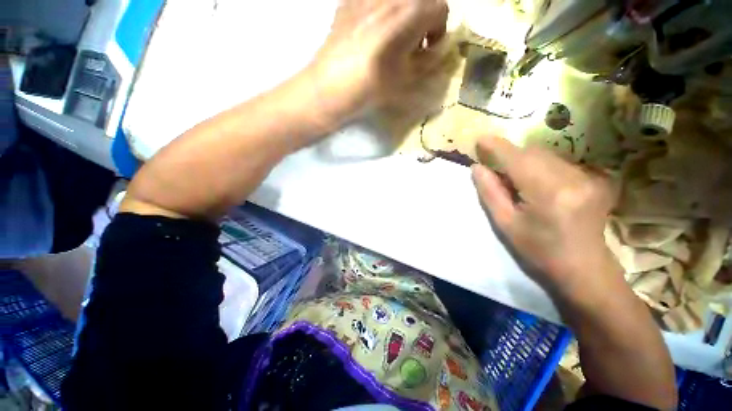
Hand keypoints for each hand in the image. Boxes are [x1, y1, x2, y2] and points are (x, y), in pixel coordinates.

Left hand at [307, 0, 448, 124]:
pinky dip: (380, 13)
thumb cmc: (371, 86)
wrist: (331, 86)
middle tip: (410, 45)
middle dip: (422, 21)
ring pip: (396, 0)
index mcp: (410, 12)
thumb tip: (435, 50)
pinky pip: (373, 1)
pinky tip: (369, 35)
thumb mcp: (406, 79)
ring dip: (402, 15)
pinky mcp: (348, 1)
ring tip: (389, 40)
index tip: (427, 49)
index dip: (438, 31)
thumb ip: (427, 61)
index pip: (440, 9)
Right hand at [471, 136, 620, 296]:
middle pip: (533, 153)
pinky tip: (539, 187)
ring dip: (526, 163)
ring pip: (546, 155)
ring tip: (519, 184)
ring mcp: (588, 177)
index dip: (497, 147)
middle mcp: (572, 178)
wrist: (584, 268)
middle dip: (511, 156)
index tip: (481, 139)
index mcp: (548, 193)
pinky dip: (541, 168)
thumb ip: (490, 193)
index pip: (518, 159)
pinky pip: (559, 162)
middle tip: (497, 172)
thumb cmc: (539, 250)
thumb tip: (477, 167)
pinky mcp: (595, 179)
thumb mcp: (506, 224)